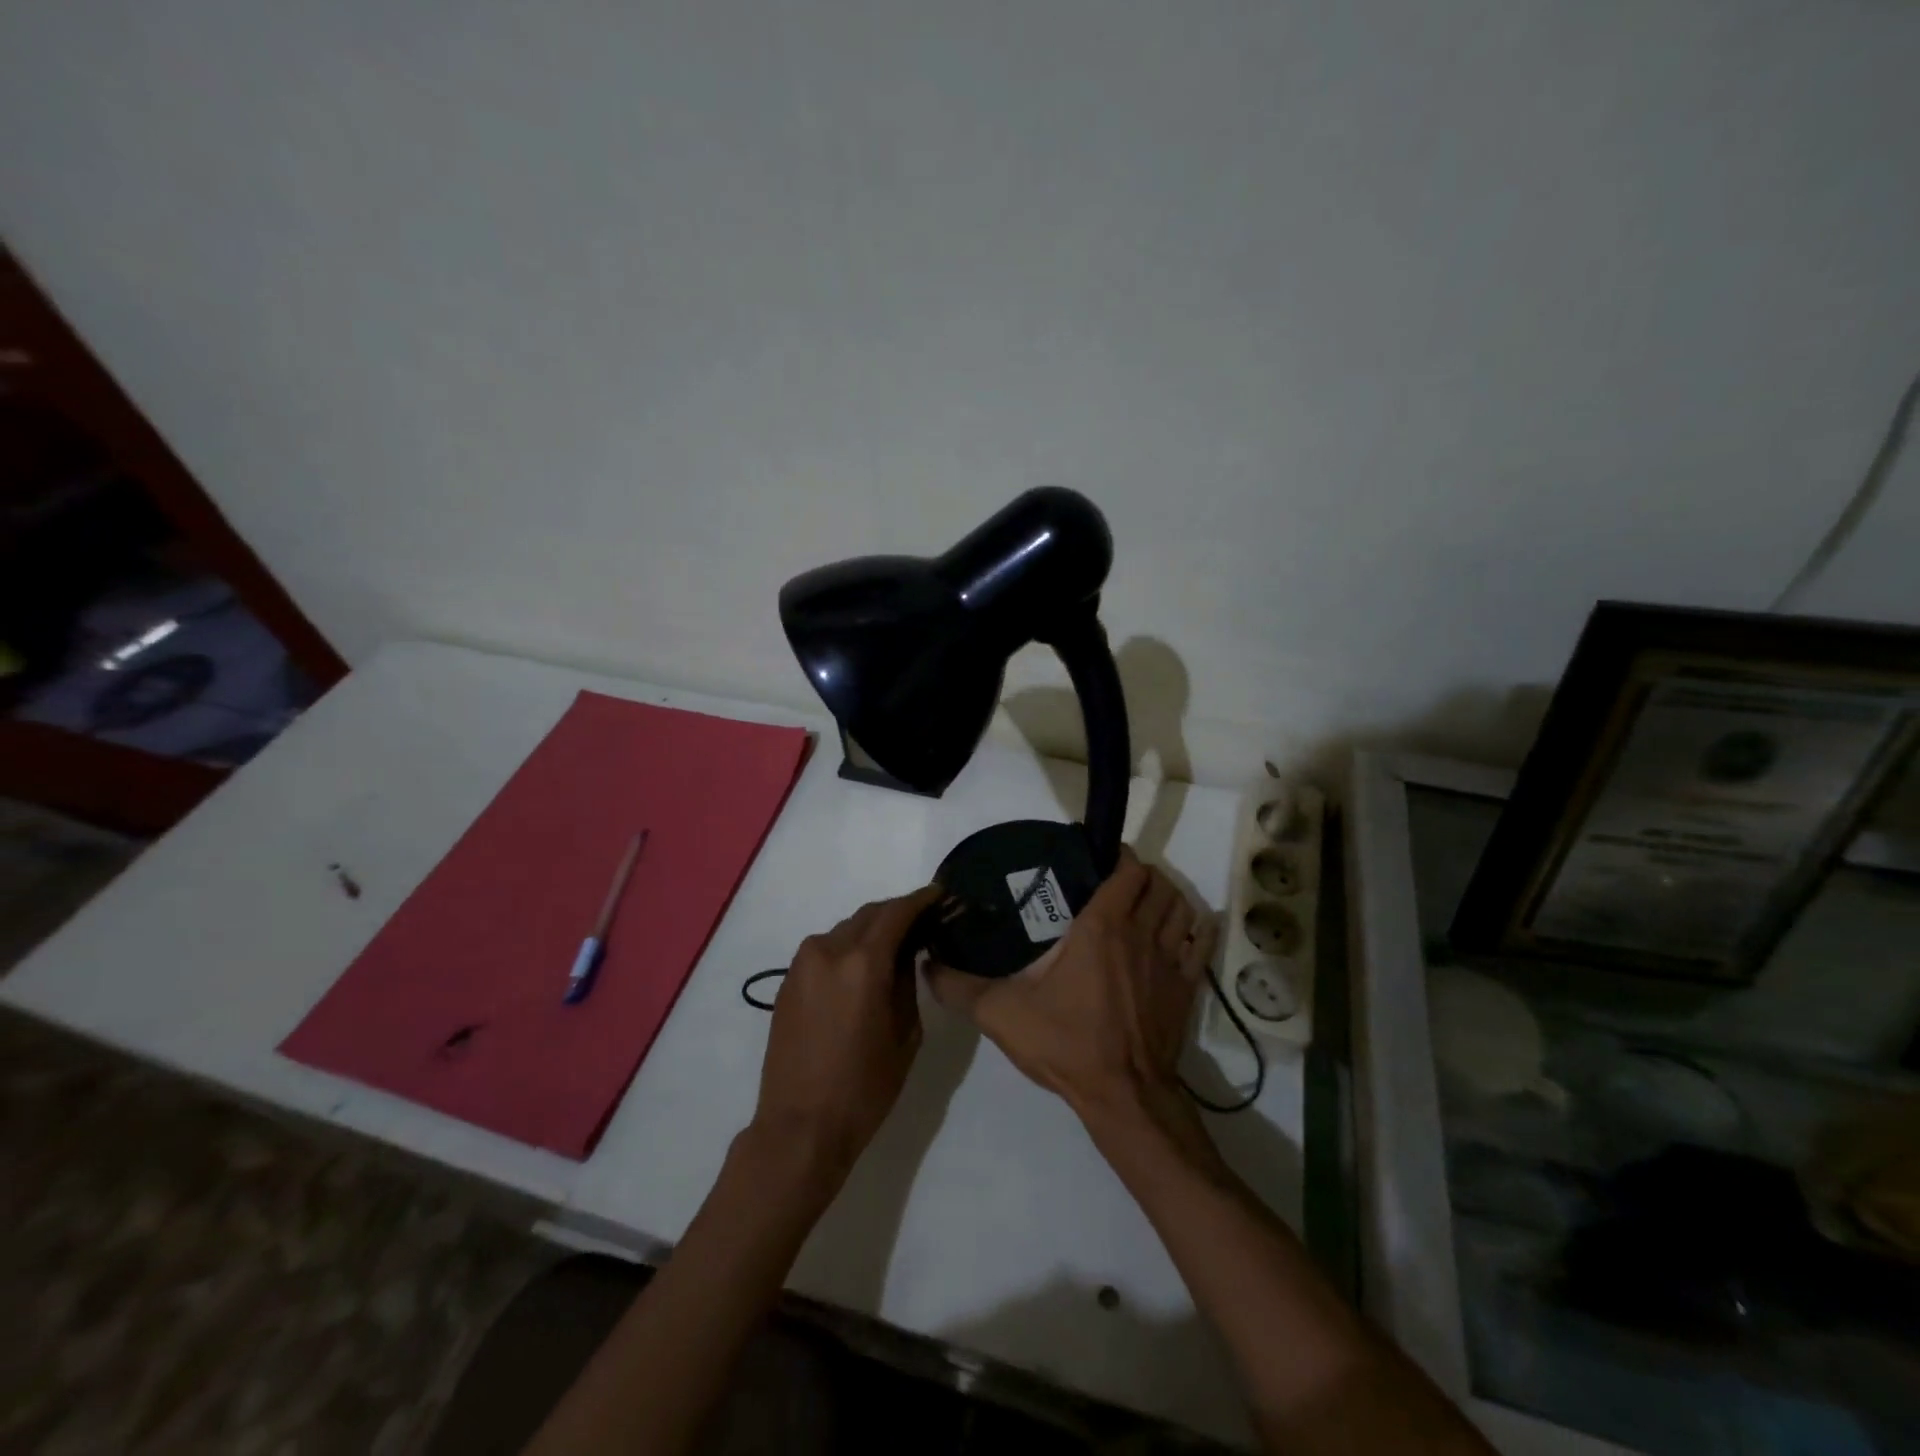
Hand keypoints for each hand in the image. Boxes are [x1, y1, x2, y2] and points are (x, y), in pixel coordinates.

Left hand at [753, 885, 941, 1181]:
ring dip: (871, 930)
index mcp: (862, 963)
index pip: (897, 912)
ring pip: (845, 930)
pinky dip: (848, 948)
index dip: (921, 899)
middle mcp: (828, 951)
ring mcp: (802, 965)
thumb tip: (907, 952)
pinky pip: (825, 950)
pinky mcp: (787, 982)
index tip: (940, 894)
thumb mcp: (905, 1033)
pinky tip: (862, 967)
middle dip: (897, 912)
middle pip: (869, 915)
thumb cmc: (864, 1087)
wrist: (800, 1127)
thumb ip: (906, 981)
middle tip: (923, 921)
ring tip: (894, 946)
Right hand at [929, 849, 1215, 1121]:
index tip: (1098, 858)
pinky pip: (1199, 943)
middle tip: (1115, 882)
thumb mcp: (1002, 1014)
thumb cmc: (1066, 1043)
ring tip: (1145, 903)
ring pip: (1182, 907)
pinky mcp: (1187, 988)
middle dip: (1141, 874)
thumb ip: (960, 986)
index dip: (1118, 856)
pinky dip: (1194, 929)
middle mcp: (1141, 933)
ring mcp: (1170, 960)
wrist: (1123, 1097)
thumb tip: (927, 964)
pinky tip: (1180, 932)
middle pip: (1158, 882)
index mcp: (1102, 927)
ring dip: (1167, 897)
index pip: (1128, 870)